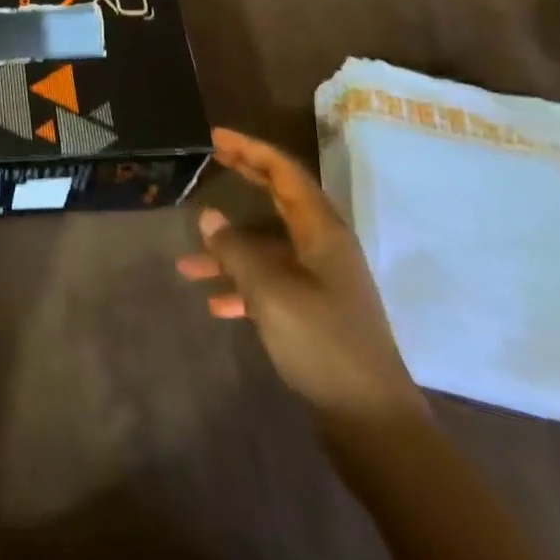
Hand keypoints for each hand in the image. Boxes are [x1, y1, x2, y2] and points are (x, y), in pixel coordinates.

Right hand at [177, 127, 425, 430]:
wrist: (372, 423)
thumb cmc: (322, 344)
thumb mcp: (270, 292)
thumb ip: (236, 250)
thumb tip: (209, 216)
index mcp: (322, 232)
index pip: (285, 173)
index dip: (250, 149)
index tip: (215, 137)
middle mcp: (323, 248)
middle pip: (279, 200)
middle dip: (244, 179)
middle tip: (208, 162)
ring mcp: (321, 281)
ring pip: (268, 248)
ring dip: (230, 250)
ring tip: (187, 264)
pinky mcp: (315, 313)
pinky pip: (271, 283)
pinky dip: (242, 286)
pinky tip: (216, 304)